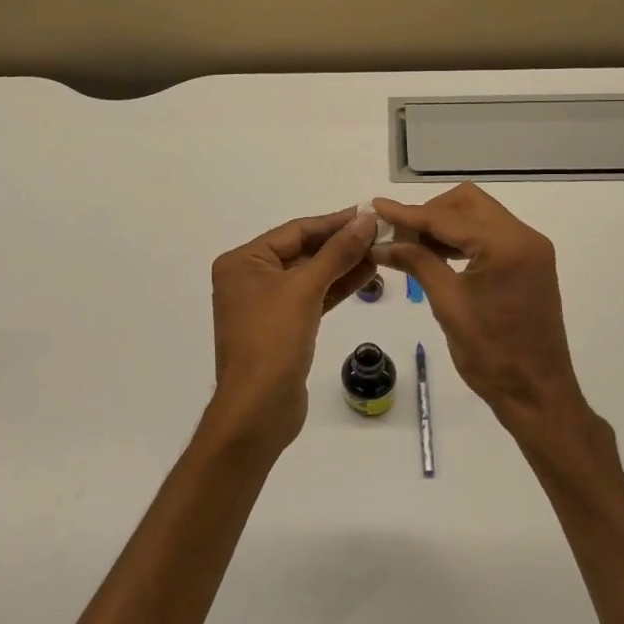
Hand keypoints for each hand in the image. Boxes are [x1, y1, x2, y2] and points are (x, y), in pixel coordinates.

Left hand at [208, 207, 378, 454]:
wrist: (258, 409)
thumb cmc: (273, 340)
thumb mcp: (305, 289)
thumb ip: (337, 252)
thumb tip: (366, 219)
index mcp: (243, 261)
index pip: (295, 231)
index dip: (334, 222)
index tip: (369, 214)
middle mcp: (250, 278)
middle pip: (302, 251)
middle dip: (340, 244)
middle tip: (380, 234)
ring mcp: (265, 304)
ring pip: (309, 275)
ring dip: (342, 265)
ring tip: (379, 253)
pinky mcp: (282, 327)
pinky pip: (311, 298)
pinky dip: (335, 288)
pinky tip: (366, 276)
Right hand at [373, 185, 589, 436]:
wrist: (536, 394)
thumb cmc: (491, 354)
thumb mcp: (448, 304)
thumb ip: (416, 262)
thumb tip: (381, 243)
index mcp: (506, 245)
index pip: (448, 217)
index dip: (409, 213)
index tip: (375, 207)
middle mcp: (524, 236)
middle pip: (468, 203)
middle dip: (430, 212)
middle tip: (398, 234)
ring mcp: (530, 249)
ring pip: (478, 215)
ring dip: (444, 224)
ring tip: (410, 245)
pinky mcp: (529, 263)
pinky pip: (489, 235)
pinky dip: (461, 238)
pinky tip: (436, 255)